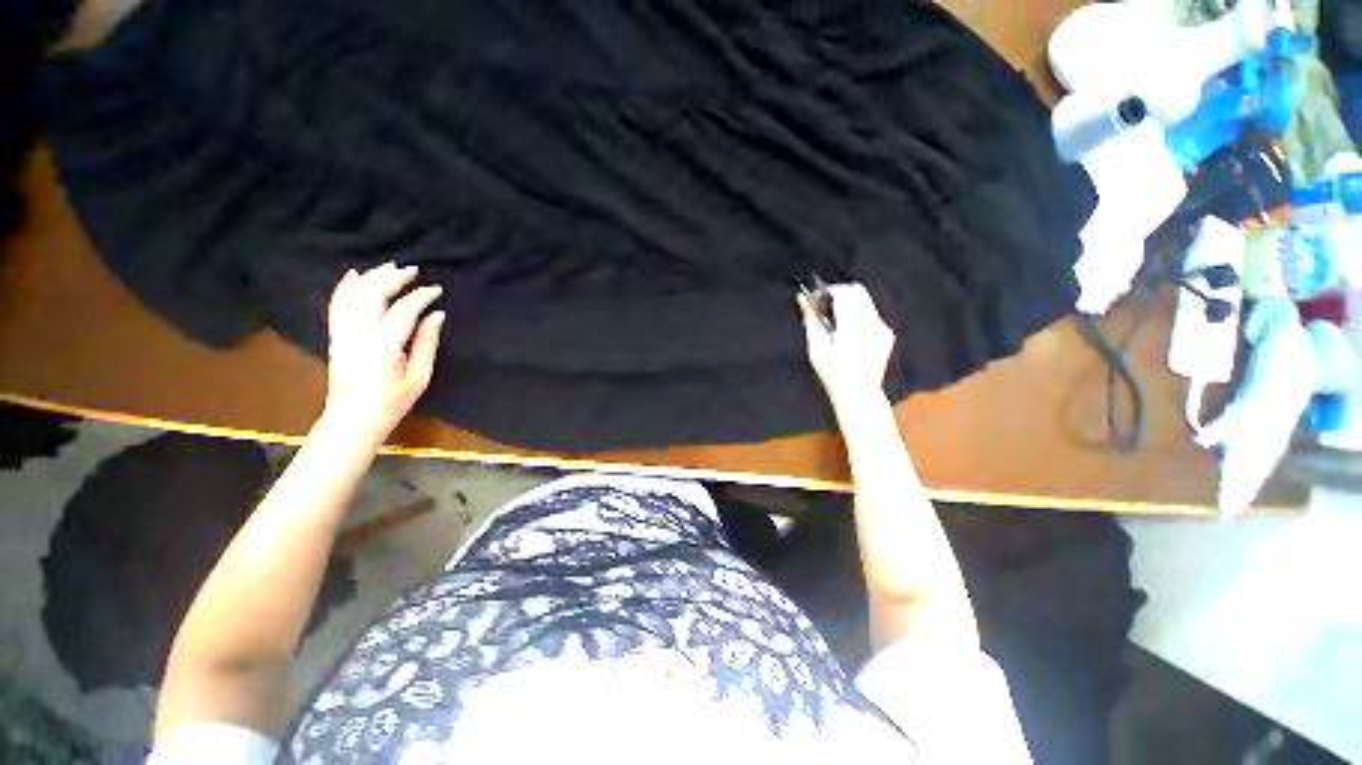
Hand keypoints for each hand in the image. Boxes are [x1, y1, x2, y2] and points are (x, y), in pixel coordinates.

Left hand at [321, 263, 445, 448]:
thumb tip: (436, 315)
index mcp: (383, 348)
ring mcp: (342, 334)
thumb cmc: (392, 402)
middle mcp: (358, 335)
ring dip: (371, 277)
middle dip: (393, 278)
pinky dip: (345, 287)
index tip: (436, 289)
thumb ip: (426, 343)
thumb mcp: (419, 376)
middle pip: (372, 296)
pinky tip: (355, 275)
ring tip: (390, 267)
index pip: (402, 311)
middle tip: (413, 270)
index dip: (420, 296)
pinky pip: (337, 305)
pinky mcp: (335, 337)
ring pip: (353, 296)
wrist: (353, 418)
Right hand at [798, 283, 895, 409]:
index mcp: (853, 326)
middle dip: (839, 293)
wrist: (859, 393)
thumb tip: (802, 298)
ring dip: (849, 303)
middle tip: (824, 306)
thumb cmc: (833, 373)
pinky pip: (872, 314)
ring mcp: (882, 328)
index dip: (828, 291)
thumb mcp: (816, 348)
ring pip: (866, 300)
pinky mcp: (887, 334)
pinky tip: (848, 332)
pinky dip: (858, 315)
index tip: (816, 298)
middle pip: (858, 291)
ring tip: (835, 321)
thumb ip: (811, 320)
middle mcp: (872, 323)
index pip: (843, 293)